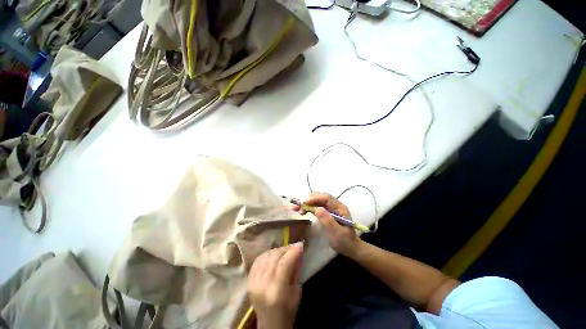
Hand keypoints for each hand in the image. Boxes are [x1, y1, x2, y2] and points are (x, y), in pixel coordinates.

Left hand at [247, 244, 303, 328]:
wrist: (270, 325)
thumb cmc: (288, 311)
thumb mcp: (297, 292)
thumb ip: (296, 270)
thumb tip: (298, 251)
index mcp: (277, 292)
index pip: (284, 264)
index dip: (293, 251)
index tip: (300, 244)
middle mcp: (262, 285)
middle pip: (274, 257)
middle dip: (286, 249)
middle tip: (294, 247)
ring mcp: (253, 282)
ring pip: (265, 256)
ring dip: (277, 250)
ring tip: (285, 250)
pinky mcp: (248, 281)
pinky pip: (258, 260)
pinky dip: (267, 255)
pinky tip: (274, 255)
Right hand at [297, 193, 361, 257]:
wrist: (350, 248)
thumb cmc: (344, 241)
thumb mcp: (337, 233)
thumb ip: (327, 220)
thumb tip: (317, 208)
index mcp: (340, 208)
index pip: (327, 198)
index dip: (315, 198)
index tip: (304, 202)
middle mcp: (335, 205)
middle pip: (321, 197)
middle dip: (308, 199)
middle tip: (297, 206)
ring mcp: (331, 208)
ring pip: (317, 201)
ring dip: (307, 203)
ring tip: (297, 208)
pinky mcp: (326, 212)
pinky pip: (316, 206)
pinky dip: (309, 207)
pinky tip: (303, 210)